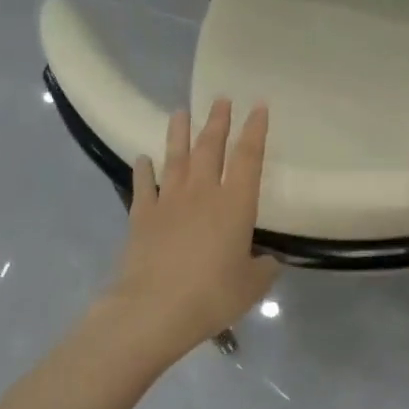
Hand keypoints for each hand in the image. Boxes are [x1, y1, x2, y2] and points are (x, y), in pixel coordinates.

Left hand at [110, 100, 277, 366]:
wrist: (154, 309)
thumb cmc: (212, 295)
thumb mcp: (252, 284)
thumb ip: (263, 268)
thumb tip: (266, 261)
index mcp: (236, 203)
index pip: (248, 157)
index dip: (255, 130)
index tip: (258, 106)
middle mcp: (203, 192)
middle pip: (210, 147)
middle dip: (217, 121)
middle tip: (221, 99)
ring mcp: (169, 201)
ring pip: (176, 158)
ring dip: (179, 133)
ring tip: (180, 111)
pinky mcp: (142, 216)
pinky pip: (144, 185)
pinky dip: (143, 170)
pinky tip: (143, 158)